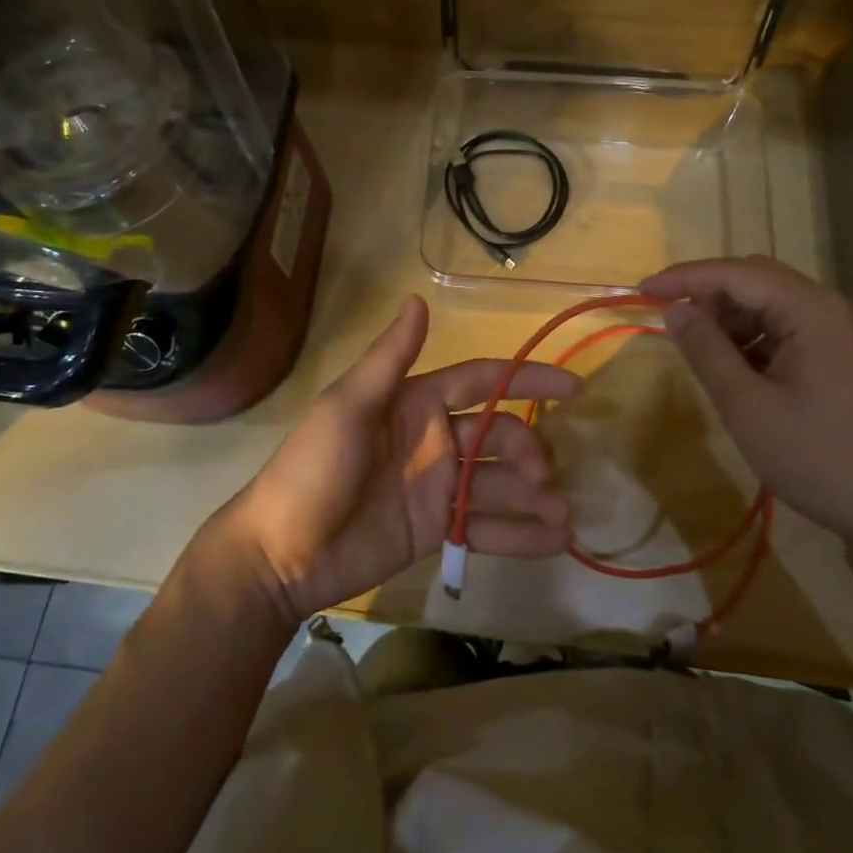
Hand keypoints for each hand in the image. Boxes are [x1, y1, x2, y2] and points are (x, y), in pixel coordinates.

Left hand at [221, 295, 576, 622]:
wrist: (280, 554)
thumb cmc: (313, 468)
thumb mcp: (348, 406)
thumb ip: (390, 357)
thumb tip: (419, 298)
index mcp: (417, 401)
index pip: (483, 382)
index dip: (526, 380)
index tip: (572, 387)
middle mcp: (435, 438)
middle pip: (499, 434)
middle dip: (528, 450)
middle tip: (546, 477)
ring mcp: (437, 486)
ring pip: (499, 482)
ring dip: (534, 495)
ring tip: (564, 516)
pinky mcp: (437, 530)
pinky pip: (486, 526)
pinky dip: (519, 534)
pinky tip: (553, 542)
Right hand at [639, 255, 852, 560]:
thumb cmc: (816, 458)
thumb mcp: (747, 406)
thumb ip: (706, 350)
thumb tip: (675, 310)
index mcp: (812, 310)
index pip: (737, 273)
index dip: (685, 277)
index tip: (642, 290)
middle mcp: (828, 308)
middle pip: (755, 279)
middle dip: (708, 294)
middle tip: (670, 321)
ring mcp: (837, 331)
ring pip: (768, 303)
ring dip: (728, 317)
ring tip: (698, 349)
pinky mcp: (837, 355)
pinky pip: (783, 328)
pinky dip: (750, 337)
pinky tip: (732, 366)